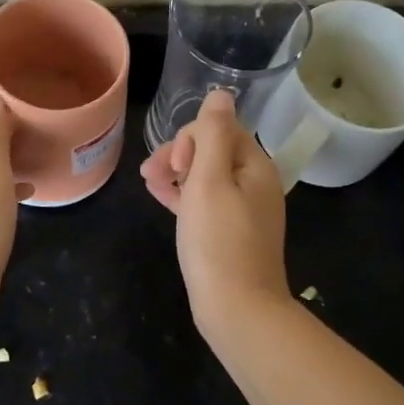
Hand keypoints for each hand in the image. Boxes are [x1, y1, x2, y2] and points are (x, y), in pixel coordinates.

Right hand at [141, 89, 290, 332]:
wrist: (238, 310)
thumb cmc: (218, 242)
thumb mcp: (210, 181)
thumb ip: (214, 135)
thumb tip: (221, 93)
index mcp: (255, 166)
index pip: (220, 128)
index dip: (190, 138)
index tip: (173, 165)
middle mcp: (255, 183)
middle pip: (213, 150)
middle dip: (179, 154)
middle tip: (151, 174)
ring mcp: (245, 210)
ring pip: (207, 176)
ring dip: (176, 173)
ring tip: (148, 184)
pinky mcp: (232, 233)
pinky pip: (206, 202)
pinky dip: (184, 196)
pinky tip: (161, 197)